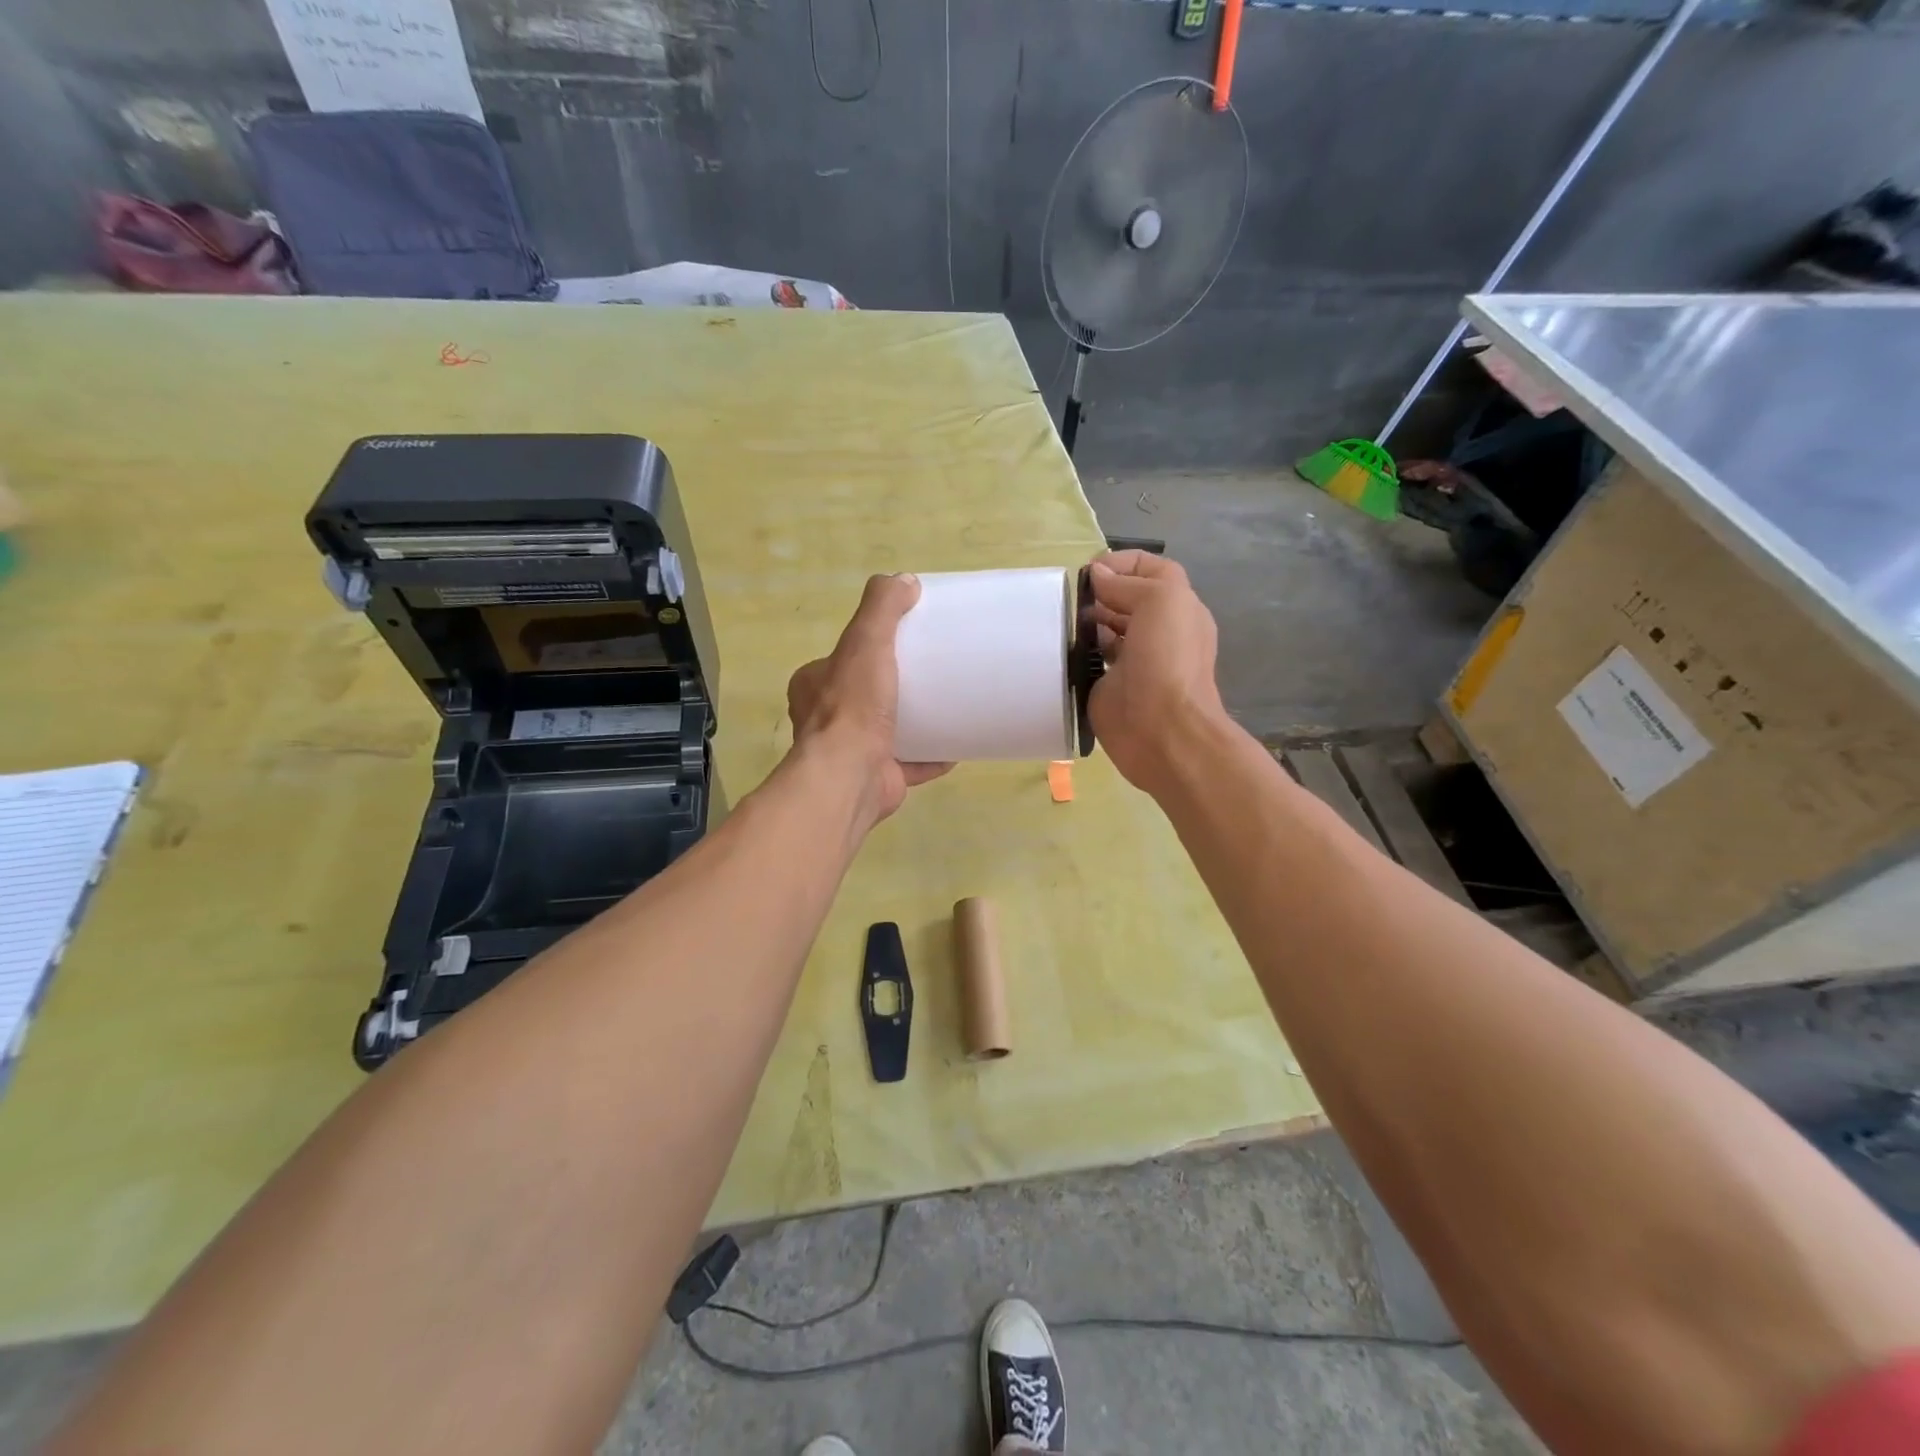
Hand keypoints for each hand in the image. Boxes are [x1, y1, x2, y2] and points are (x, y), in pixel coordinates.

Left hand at [787, 574, 952, 822]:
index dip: (869, 648)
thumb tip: (905, 581)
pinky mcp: (879, 777)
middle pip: (866, 695)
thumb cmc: (853, 707)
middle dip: (895, 686)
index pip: (842, 659)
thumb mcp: (865, 642)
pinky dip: (933, 756)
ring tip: (948, 705)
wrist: (851, 776)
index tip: (903, 642)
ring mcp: (853, 752)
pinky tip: (958, 746)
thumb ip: (881, 608)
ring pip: (887, 731)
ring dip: (915, 722)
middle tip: (931, 673)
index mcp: (814, 686)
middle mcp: (826, 720)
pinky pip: (911, 763)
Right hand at [1086, 551, 1228, 794]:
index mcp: (1178, 607)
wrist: (1162, 730)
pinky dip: (1077, 650)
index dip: (1122, 562)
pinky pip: (1091, 660)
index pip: (1152, 569)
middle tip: (1072, 595)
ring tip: (1064, 618)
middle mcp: (1159, 630)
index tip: (1091, 570)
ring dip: (1086, 619)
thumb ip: (1128, 583)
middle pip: (1127, 598)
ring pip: (1107, 628)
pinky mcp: (1110, 685)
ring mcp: (1134, 660)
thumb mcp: (1160, 601)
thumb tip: (1097, 577)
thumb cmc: (1167, 659)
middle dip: (1101, 591)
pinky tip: (1064, 646)